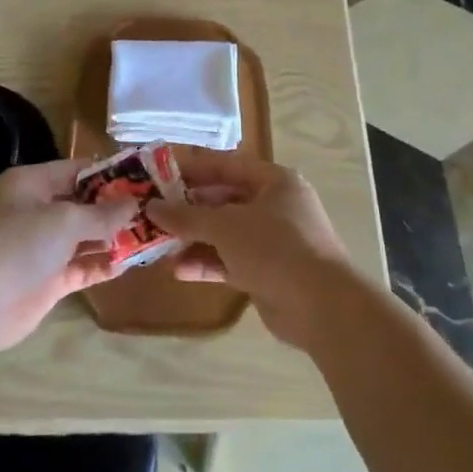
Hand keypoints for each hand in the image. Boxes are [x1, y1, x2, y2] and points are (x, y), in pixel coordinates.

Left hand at [0, 159, 137, 356]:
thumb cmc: (16, 245)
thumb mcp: (64, 220)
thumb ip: (102, 214)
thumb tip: (134, 204)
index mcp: (32, 184)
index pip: (78, 170)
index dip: (112, 173)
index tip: (146, 178)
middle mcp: (36, 211)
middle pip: (84, 204)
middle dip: (117, 208)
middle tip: (157, 210)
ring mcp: (41, 248)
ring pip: (85, 237)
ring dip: (114, 238)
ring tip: (152, 236)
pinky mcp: (46, 280)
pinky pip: (81, 267)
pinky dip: (102, 265)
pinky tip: (130, 264)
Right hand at [146, 151, 357, 350]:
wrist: (321, 305)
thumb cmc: (274, 247)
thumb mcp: (226, 226)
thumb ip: (187, 217)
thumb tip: (151, 208)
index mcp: (274, 181)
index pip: (226, 166)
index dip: (192, 168)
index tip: (158, 172)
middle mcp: (275, 206)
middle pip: (223, 200)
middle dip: (188, 209)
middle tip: (152, 212)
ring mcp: (272, 241)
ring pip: (225, 234)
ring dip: (194, 239)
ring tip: (158, 244)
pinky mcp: (267, 272)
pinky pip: (230, 261)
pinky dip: (207, 263)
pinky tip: (178, 270)